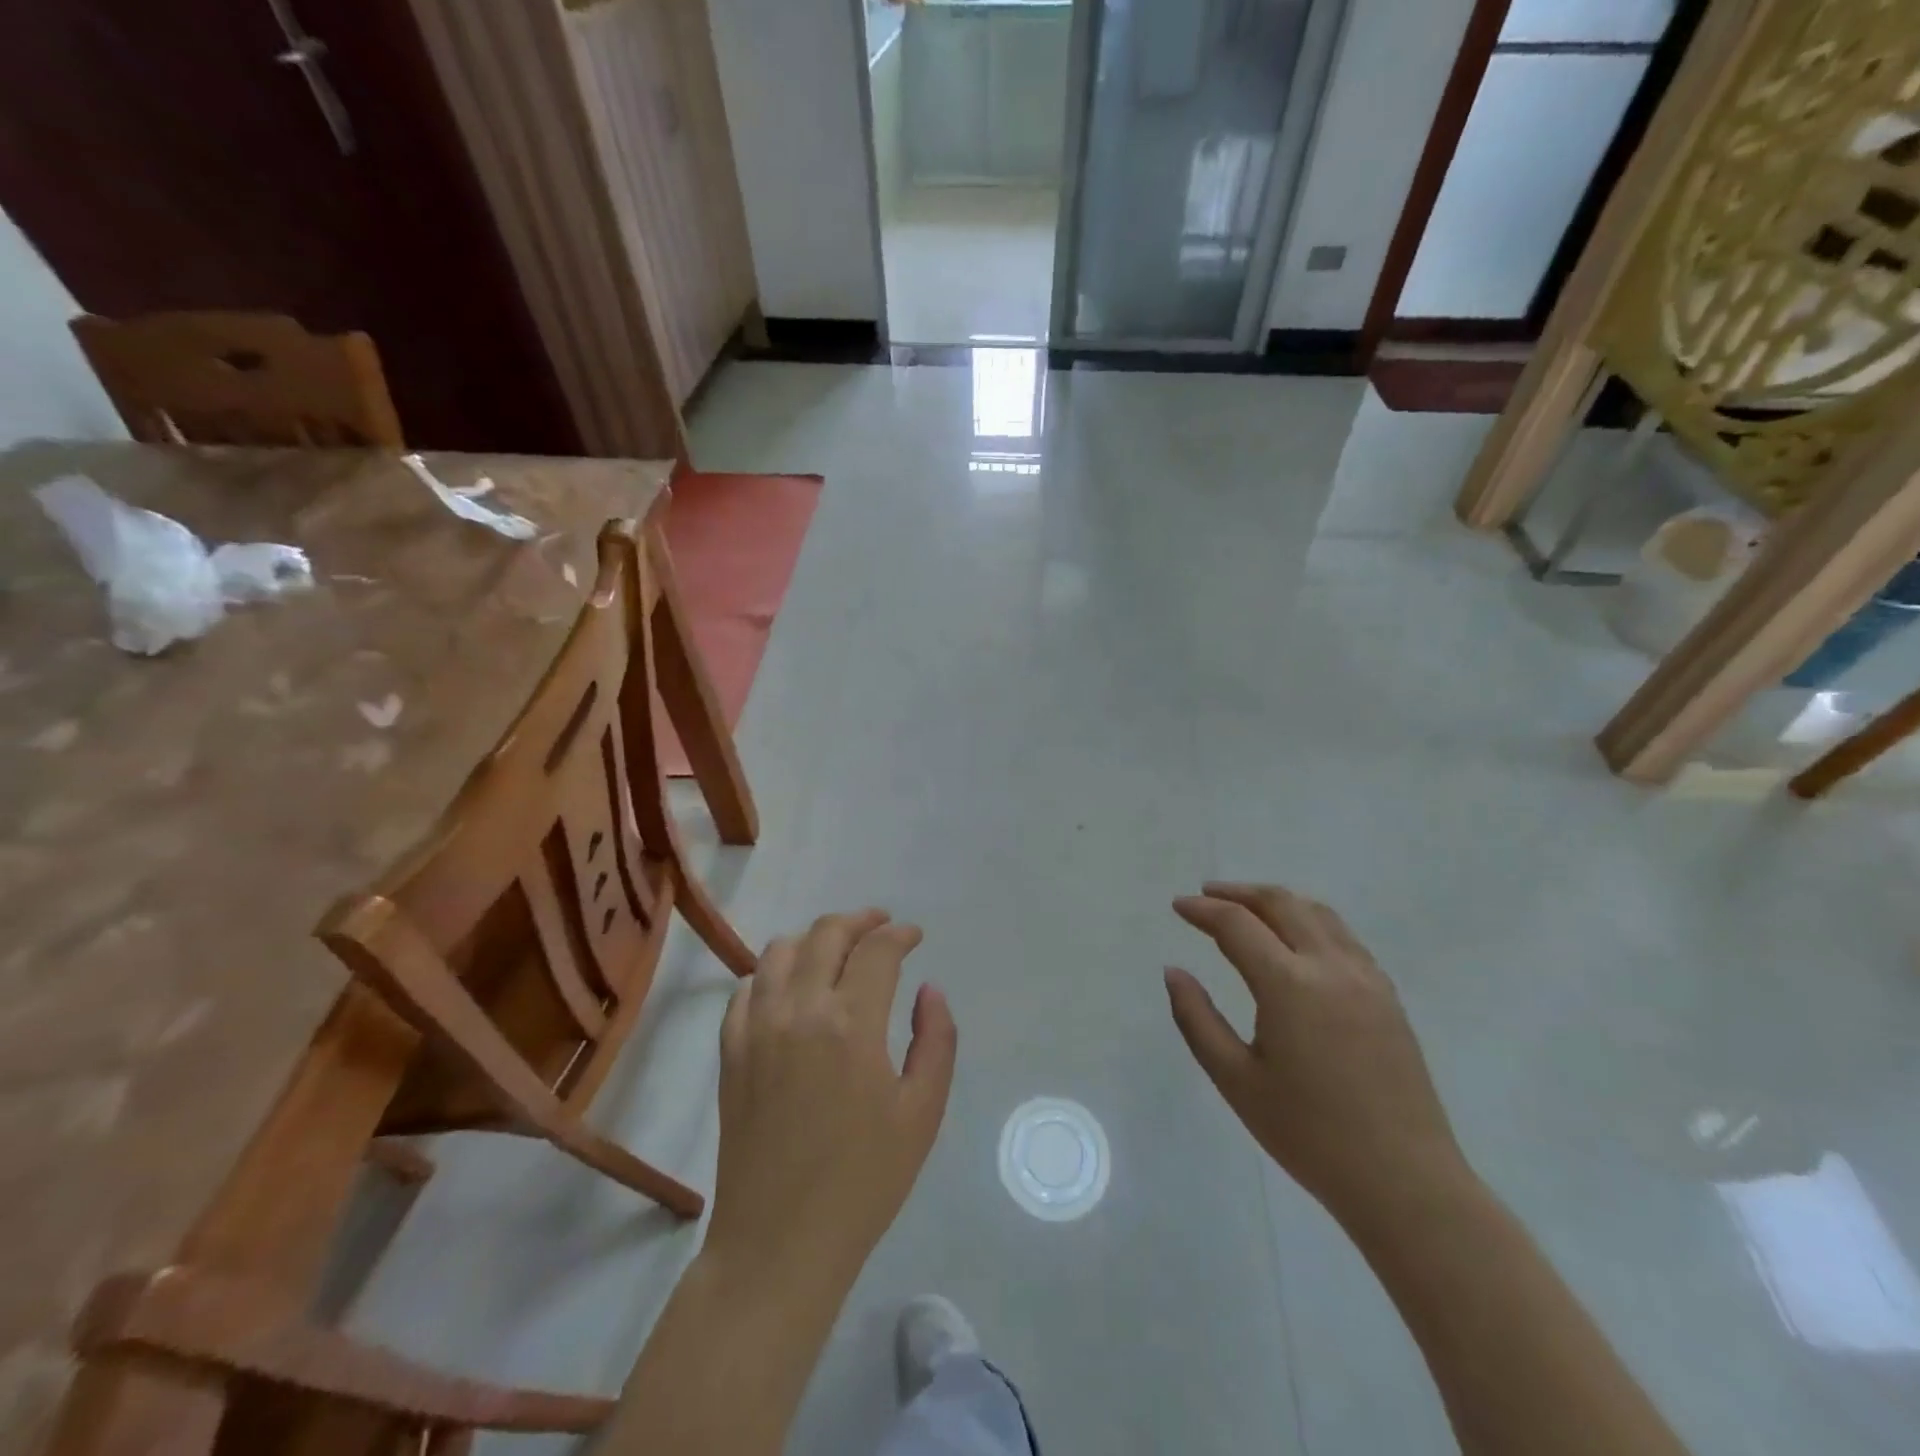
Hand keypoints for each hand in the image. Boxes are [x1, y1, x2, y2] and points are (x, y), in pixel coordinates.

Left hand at [706, 910, 957, 1295]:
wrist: (780, 1243)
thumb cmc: (864, 1181)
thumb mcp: (923, 1112)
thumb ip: (935, 1040)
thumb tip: (929, 989)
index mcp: (851, 1023)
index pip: (877, 950)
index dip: (900, 934)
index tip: (915, 936)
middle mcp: (798, 1010)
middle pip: (826, 934)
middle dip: (860, 921)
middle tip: (882, 927)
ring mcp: (756, 1028)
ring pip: (780, 950)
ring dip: (814, 939)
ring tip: (837, 950)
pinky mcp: (730, 1052)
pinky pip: (747, 988)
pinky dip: (772, 972)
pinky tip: (790, 988)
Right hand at [1166, 883, 1466, 1221]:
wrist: (1405, 1182)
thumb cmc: (1309, 1134)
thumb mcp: (1236, 1080)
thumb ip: (1197, 1019)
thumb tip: (1174, 972)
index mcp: (1289, 985)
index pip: (1237, 924)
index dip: (1203, 910)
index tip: (1178, 906)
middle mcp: (1330, 967)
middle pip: (1281, 903)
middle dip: (1239, 892)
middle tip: (1207, 896)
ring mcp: (1367, 978)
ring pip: (1318, 913)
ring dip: (1277, 901)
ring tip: (1248, 909)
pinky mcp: (1388, 996)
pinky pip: (1343, 937)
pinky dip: (1310, 921)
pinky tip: (1296, 943)